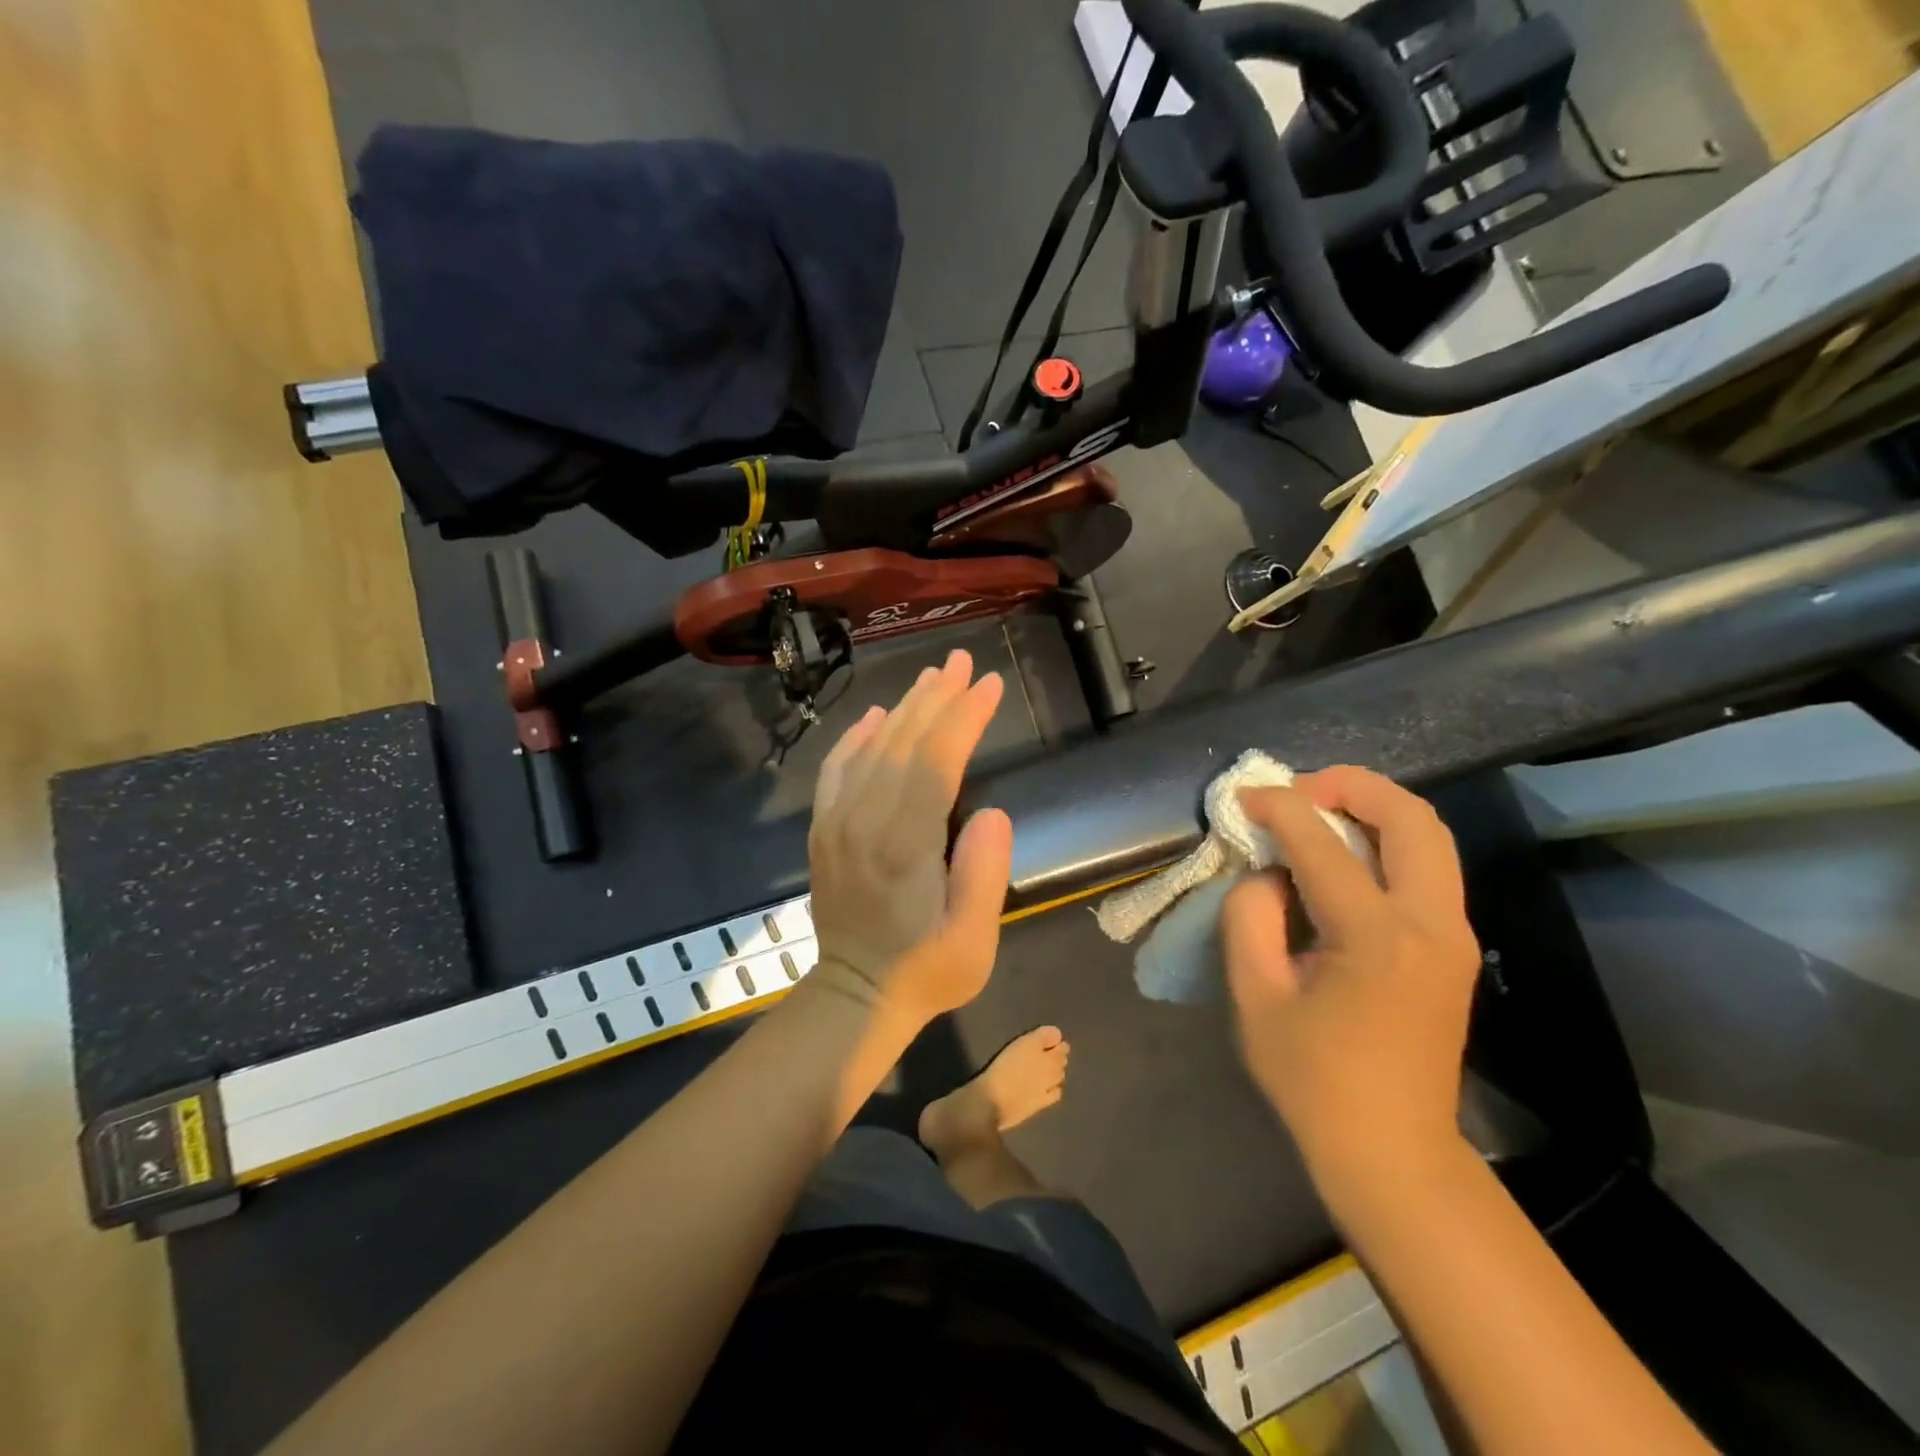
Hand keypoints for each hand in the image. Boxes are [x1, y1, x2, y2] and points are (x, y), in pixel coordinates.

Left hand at [806, 649, 1013, 1026]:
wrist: (854, 997)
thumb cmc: (925, 972)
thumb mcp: (972, 942)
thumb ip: (984, 874)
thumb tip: (991, 811)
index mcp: (903, 845)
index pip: (935, 762)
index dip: (964, 718)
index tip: (989, 684)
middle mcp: (863, 821)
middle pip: (902, 742)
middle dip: (937, 697)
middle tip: (964, 662)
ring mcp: (836, 823)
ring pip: (872, 748)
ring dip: (904, 708)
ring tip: (933, 677)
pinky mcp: (823, 829)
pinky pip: (837, 769)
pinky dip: (856, 737)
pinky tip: (875, 716)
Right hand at [1221, 767, 1480, 1182]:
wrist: (1393, 1150)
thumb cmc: (1313, 1079)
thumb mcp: (1255, 995)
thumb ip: (1250, 917)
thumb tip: (1267, 873)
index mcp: (1376, 938)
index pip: (1323, 844)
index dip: (1279, 807)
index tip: (1244, 795)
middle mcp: (1432, 924)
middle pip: (1411, 817)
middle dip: (1351, 785)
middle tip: (1298, 791)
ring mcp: (1454, 934)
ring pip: (1429, 835)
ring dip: (1373, 808)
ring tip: (1317, 812)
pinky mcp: (1454, 945)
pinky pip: (1426, 866)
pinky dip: (1385, 839)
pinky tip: (1342, 853)